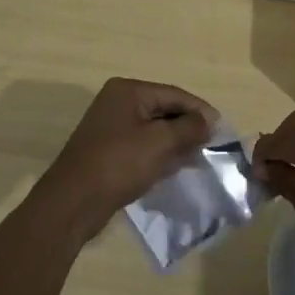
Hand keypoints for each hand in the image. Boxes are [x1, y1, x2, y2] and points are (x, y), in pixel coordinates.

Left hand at [37, 78, 216, 234]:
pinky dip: (160, 153)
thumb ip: (188, 128)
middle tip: (211, 145)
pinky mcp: (108, 150)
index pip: (174, 94)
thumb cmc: (118, 164)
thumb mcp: (159, 143)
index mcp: (128, 91)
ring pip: (154, 129)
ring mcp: (111, 127)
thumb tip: (209, 121)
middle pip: (164, 109)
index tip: (221, 129)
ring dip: (176, 142)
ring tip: (198, 157)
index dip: (200, 110)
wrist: (72, 203)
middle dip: (188, 127)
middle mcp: (118, 102)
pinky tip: (175, 167)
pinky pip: (142, 145)